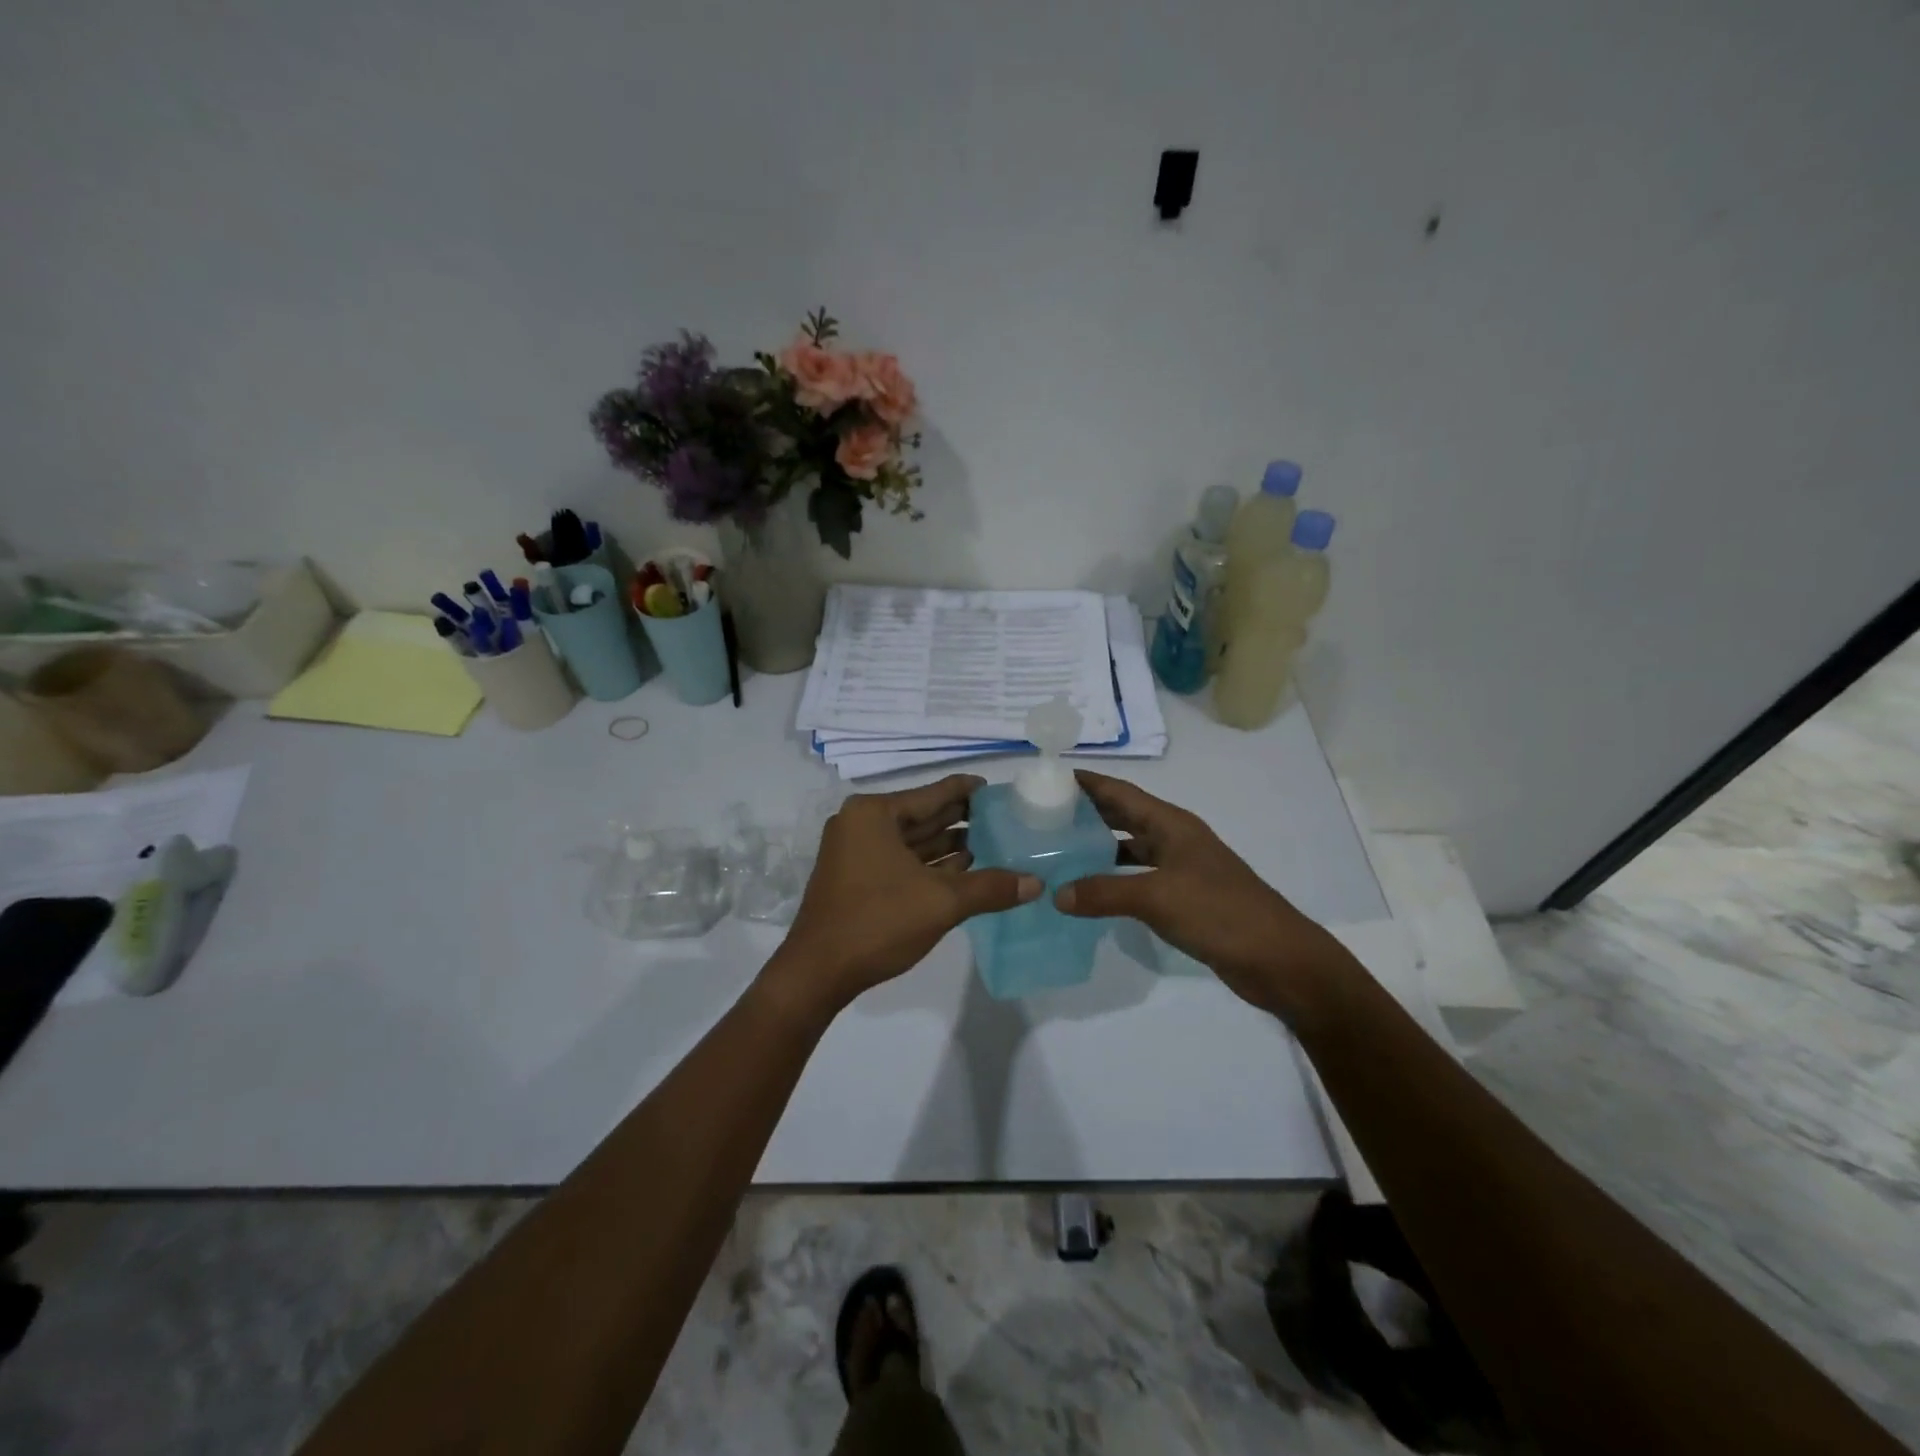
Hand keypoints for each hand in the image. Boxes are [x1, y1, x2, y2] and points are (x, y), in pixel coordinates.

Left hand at [773, 774, 1040, 1013]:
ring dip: (948, 846)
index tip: (997, 789)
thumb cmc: (878, 922)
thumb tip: (1036, 883)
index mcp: (874, 814)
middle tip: (1004, 819)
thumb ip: (990, 888)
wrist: (818, 973)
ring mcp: (855, 853)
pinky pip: (901, 862)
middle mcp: (861, 825)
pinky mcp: (856, 879)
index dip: (967, 791)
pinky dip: (929, 866)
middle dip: (961, 820)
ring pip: (912, 842)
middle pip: (922, 816)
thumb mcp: (941, 903)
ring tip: (992, 845)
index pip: (932, 794)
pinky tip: (963, 871)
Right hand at [1053, 771, 1345, 1021]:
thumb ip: (1104, 892)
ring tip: (1059, 849)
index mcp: (1172, 825)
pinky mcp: (1185, 897)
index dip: (1089, 782)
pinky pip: (1139, 878)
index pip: (1121, 792)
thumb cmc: (1219, 912)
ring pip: (1131, 848)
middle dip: (1088, 812)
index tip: (1050, 777)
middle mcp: (1176, 839)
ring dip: (1099, 846)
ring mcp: (1182, 869)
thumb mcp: (1156, 897)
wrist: (1277, 958)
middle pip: (1125, 816)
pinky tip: (1091, 890)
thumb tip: (1056, 894)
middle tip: (1044, 814)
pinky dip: (1114, 878)